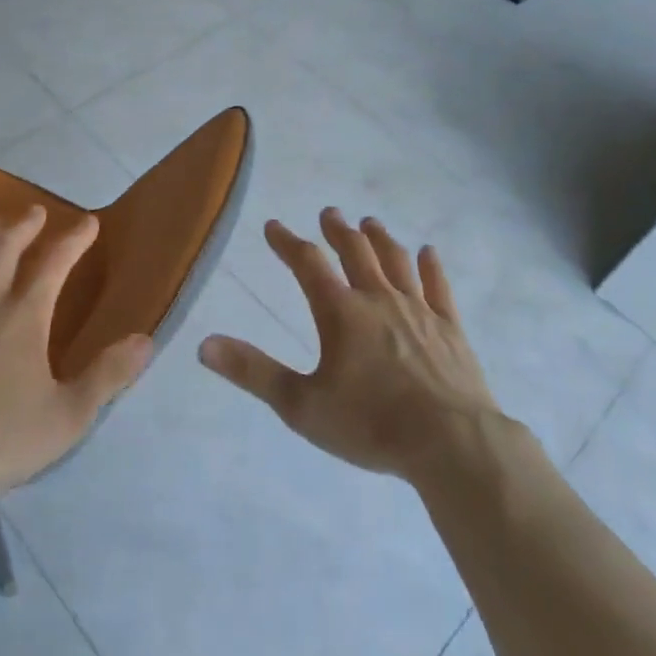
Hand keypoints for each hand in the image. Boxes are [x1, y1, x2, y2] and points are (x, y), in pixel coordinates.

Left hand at [0, 206, 151, 500]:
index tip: (89, 222)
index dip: (74, 240)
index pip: (55, 265)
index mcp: (25, 318)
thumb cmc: (3, 440)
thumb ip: (108, 375)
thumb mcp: (69, 415)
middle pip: (5, 250)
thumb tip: (146, 339)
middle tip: (35, 212)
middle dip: (23, 227)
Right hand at [199, 209, 500, 484]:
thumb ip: (253, 372)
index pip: (307, 264)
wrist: (452, 443)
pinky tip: (428, 252)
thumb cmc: (370, 424)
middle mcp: (378, 299)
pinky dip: (431, 266)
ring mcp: (419, 310)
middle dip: (338, 230)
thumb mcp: (301, 404)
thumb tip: (203, 345)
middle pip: (355, 252)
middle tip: (328, 212)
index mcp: (341, 312)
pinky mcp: (450, 329)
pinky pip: (439, 287)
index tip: (273, 226)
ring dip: (380, 239)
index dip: (287, 242)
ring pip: (396, 261)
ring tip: (370, 223)